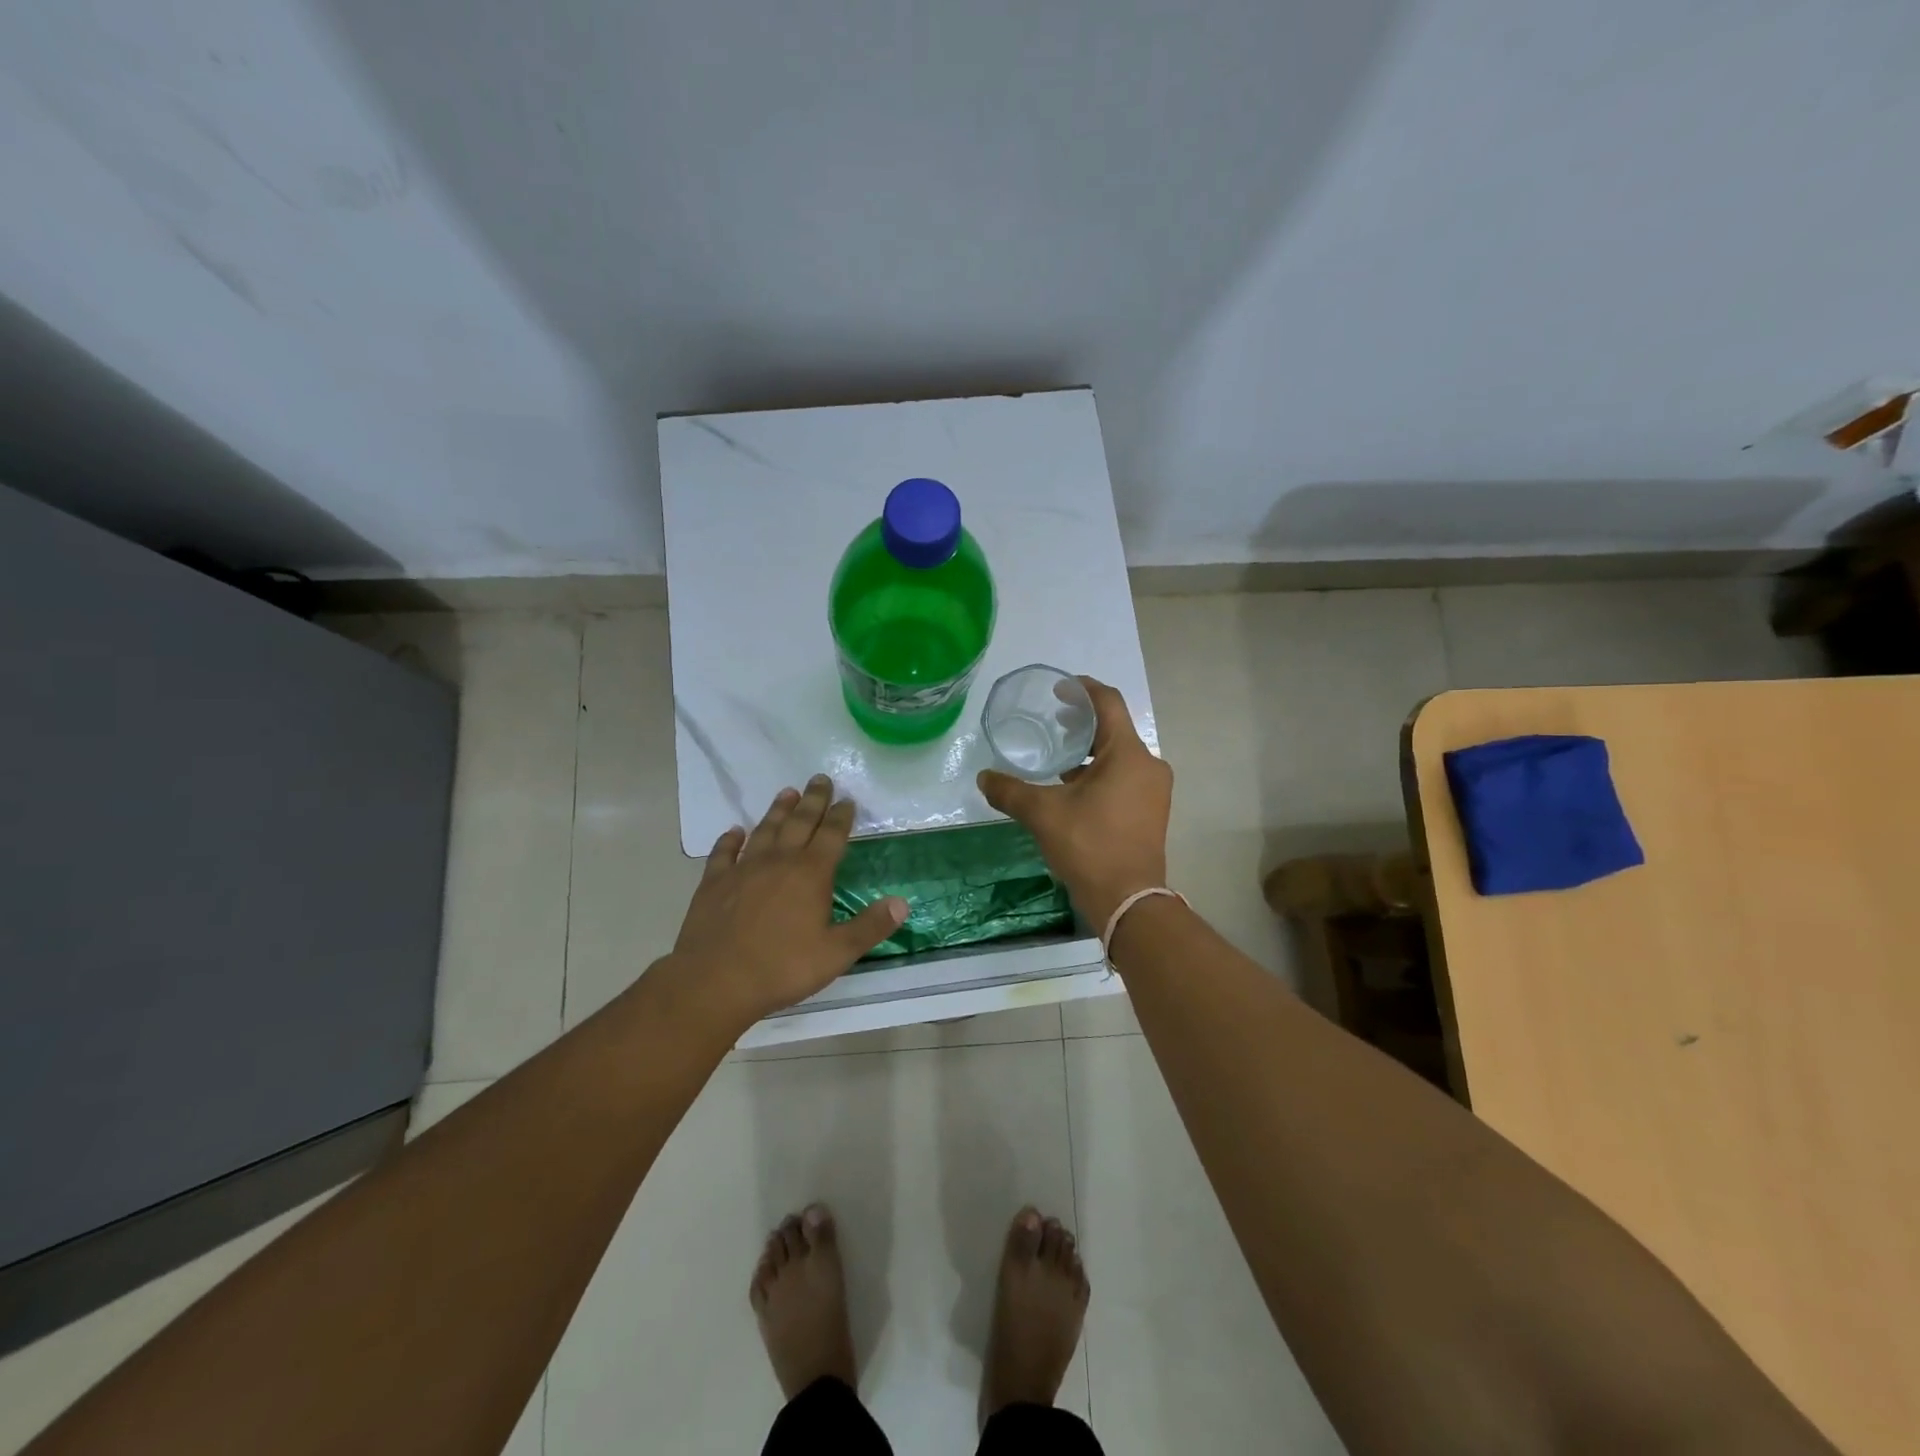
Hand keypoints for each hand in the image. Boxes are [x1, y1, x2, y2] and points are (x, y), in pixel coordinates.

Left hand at [670, 776, 907, 1028]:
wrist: (715, 981)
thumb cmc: (782, 967)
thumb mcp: (836, 953)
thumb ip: (870, 927)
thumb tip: (902, 903)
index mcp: (811, 873)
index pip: (832, 835)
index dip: (841, 816)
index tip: (847, 799)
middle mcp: (779, 861)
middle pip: (799, 822)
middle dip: (813, 800)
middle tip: (820, 779)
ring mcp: (743, 869)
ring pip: (765, 830)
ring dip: (777, 810)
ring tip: (787, 792)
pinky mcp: (714, 883)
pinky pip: (723, 853)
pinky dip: (729, 839)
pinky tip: (734, 831)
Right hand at [976, 677, 1172, 927]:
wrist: (1128, 900)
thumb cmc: (1089, 846)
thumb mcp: (1043, 814)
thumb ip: (1010, 791)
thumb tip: (983, 777)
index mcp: (1128, 754)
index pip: (1108, 703)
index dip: (1083, 690)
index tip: (1059, 689)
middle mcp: (1148, 765)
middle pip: (1115, 729)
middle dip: (1083, 722)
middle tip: (1054, 721)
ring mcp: (1154, 790)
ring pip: (1120, 755)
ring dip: (1091, 751)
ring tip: (1059, 757)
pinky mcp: (1151, 811)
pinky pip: (1125, 777)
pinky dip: (1101, 773)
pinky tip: (1074, 788)